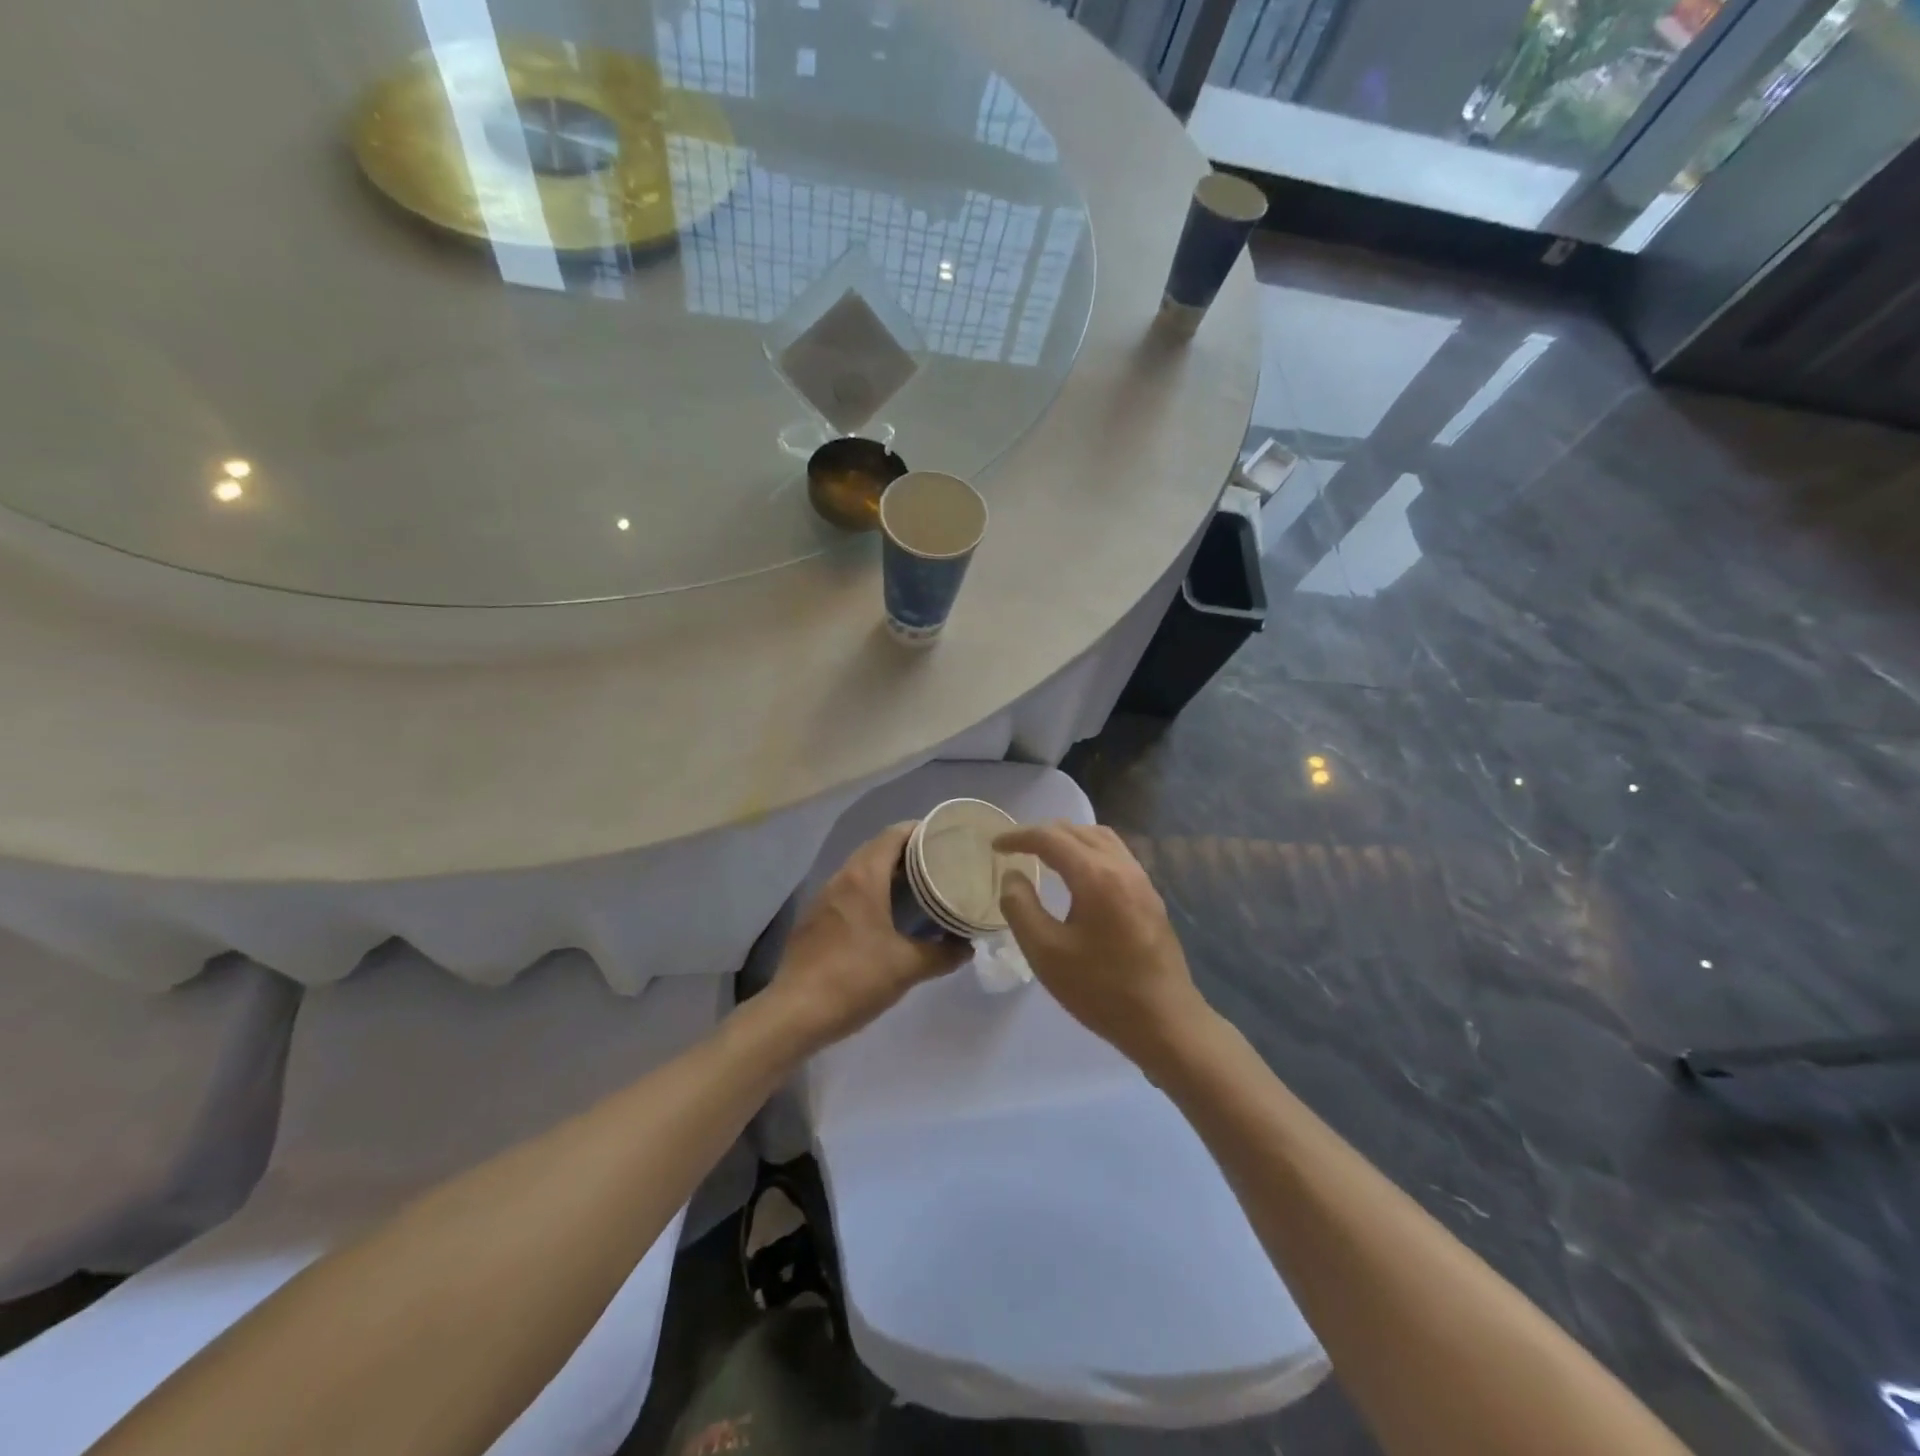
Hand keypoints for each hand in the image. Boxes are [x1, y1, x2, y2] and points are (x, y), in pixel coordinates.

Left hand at [768, 822, 969, 1050]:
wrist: (795, 1013)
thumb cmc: (855, 979)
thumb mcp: (908, 967)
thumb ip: (943, 953)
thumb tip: (967, 947)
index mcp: (863, 878)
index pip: (893, 835)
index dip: (919, 830)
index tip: (944, 836)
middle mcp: (841, 879)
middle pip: (876, 849)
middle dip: (907, 851)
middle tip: (938, 861)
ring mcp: (823, 899)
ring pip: (860, 871)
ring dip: (887, 872)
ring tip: (917, 885)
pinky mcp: (814, 920)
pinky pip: (847, 892)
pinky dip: (870, 892)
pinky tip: (885, 914)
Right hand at [995, 822, 1209, 1069]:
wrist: (1165, 1021)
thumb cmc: (1100, 989)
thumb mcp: (1045, 953)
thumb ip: (1021, 907)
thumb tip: (1012, 875)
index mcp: (1095, 876)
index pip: (1050, 838)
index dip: (1018, 837)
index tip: (995, 846)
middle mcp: (1121, 866)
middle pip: (1076, 831)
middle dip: (1042, 834)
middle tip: (1015, 849)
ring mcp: (1141, 879)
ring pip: (1100, 838)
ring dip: (1068, 838)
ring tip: (1044, 854)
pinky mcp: (1150, 896)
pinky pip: (1115, 854)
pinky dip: (1089, 850)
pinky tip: (1079, 874)